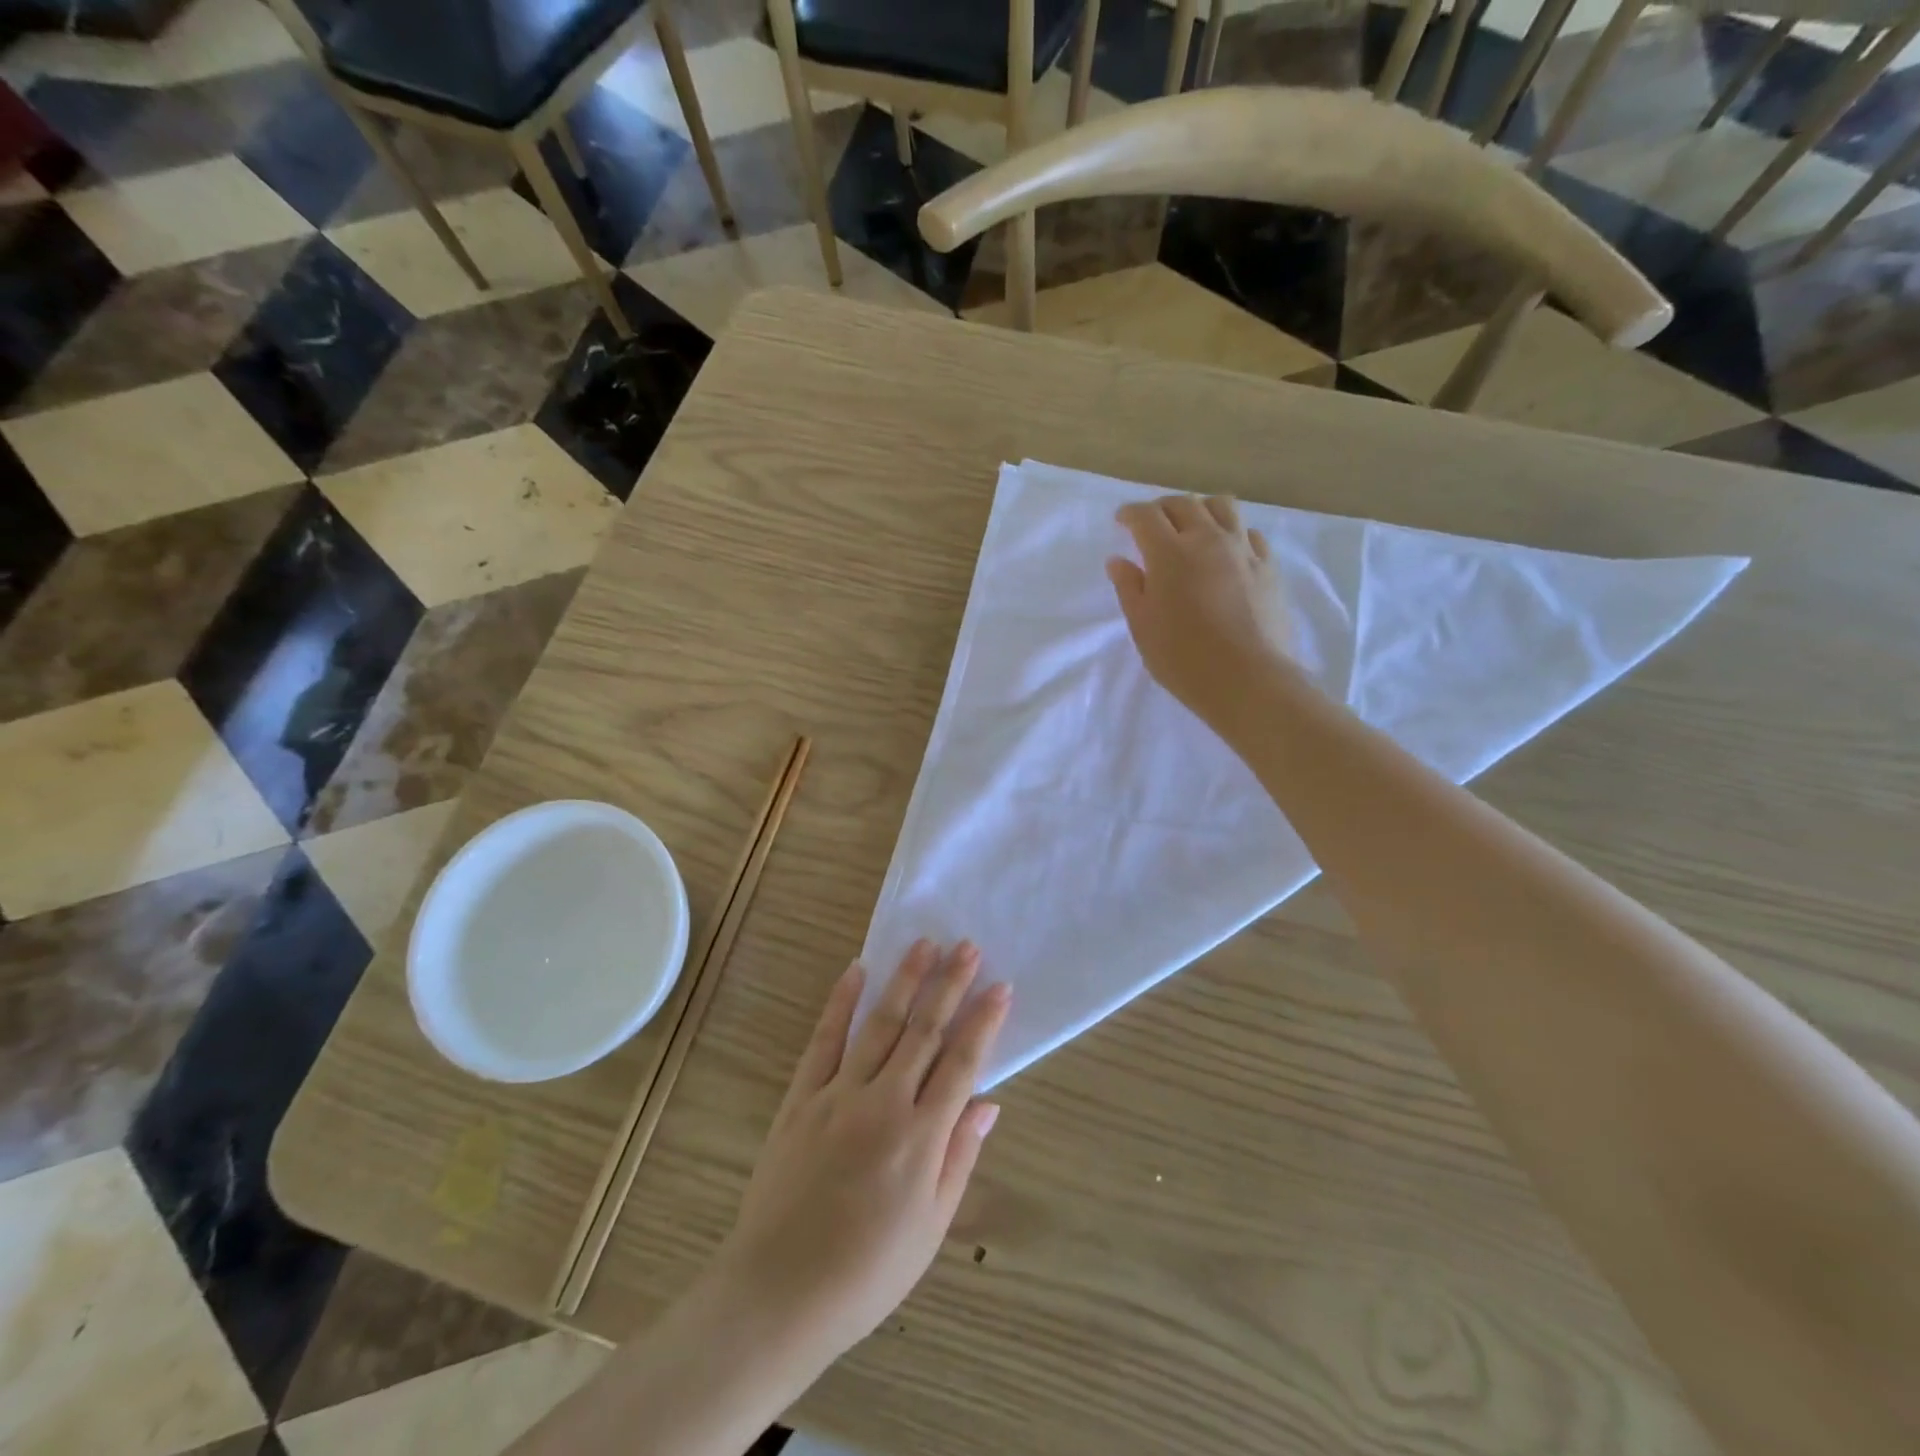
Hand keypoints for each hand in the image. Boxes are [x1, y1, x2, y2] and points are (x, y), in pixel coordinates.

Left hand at [710, 941, 1009, 1369]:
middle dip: (949, 984)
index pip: (962, 1062)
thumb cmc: (867, 1273)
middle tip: (967, 945)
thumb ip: (960, 1157)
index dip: (984, 1021)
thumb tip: (988, 1103)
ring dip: (904, 980)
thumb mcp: (931, 1227)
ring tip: (924, 944)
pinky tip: (856, 971)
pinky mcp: (801, 1098)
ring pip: (879, 1024)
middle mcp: (884, 1103)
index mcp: (922, 1137)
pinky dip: (840, 1003)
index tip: (1001, 985)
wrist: (778, 1294)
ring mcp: (838, 1095)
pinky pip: (824, 1040)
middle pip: (924, 1030)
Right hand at [1107, 495, 1293, 736]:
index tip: (1121, 521)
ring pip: (1222, 506)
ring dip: (1200, 508)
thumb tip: (1118, 560)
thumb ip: (1129, 588)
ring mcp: (1242, 550)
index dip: (1130, 514)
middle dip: (1162, 508)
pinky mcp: (1268, 566)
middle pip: (1183, 504)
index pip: (1146, 516)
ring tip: (1192, 526)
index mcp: (1169, 553)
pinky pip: (1249, 533)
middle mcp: (1207, 540)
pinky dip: (1231, 532)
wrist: (1248, 680)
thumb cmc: (1183, 658)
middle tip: (1151, 524)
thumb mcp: (1143, 627)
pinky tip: (1226, 550)